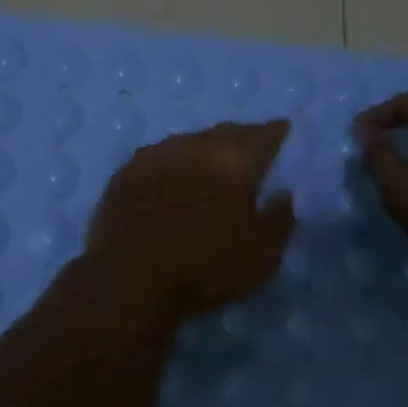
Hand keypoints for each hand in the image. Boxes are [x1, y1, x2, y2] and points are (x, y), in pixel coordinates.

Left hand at [86, 120, 296, 315]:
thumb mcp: (262, 255)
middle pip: (224, 132)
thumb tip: (282, 194)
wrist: (129, 278)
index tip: (281, 128)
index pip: (262, 136)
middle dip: (240, 137)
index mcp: (234, 161)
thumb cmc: (205, 267)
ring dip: (202, 149)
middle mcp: (195, 146)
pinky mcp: (126, 172)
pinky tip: (170, 177)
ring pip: (188, 142)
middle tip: (248, 145)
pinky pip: (158, 158)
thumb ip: (279, 220)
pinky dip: (171, 164)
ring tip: (208, 162)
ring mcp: (156, 155)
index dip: (274, 132)